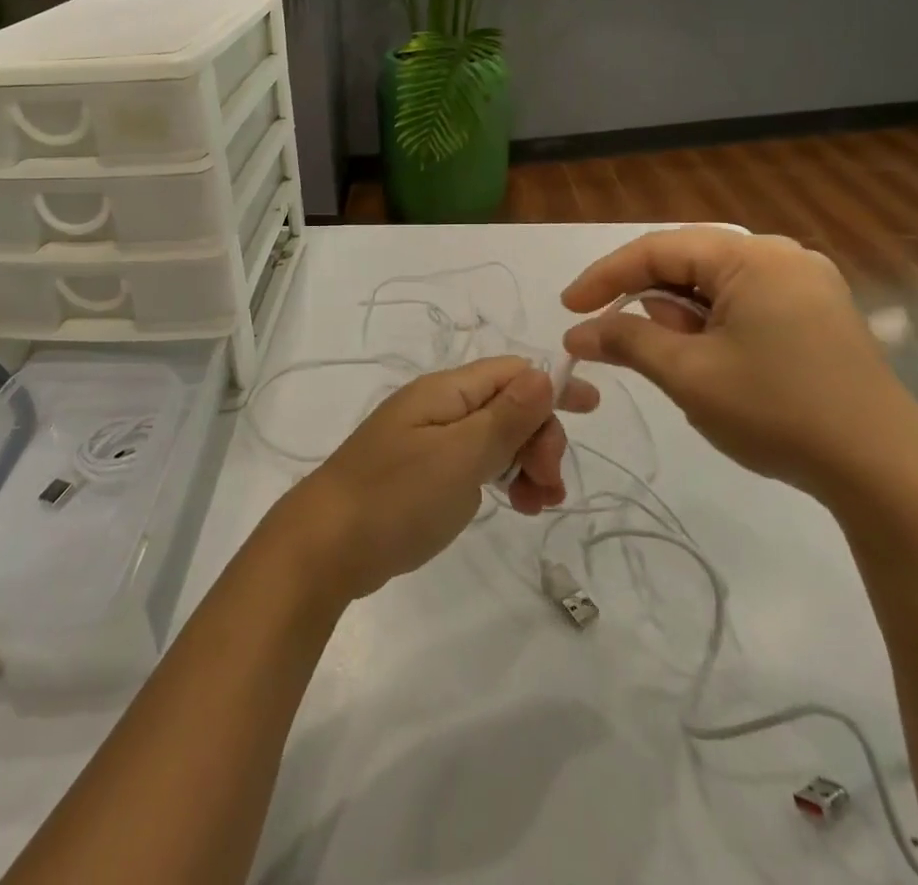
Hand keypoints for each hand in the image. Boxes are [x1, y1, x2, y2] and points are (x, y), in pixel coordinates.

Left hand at [270, 357, 600, 602]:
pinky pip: (475, 463)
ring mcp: (429, 440)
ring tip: (536, 505)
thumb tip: (544, 372)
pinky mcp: (423, 473)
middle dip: (539, 438)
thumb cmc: (397, 496)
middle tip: (550, 486)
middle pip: (507, 405)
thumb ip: (505, 416)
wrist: (326, 546)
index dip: (552, 386)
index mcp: (446, 391)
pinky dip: (501, 478)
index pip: (511, 372)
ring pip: (495, 437)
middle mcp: (438, 407)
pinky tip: (513, 505)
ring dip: (525, 463)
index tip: (591, 411)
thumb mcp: (460, 456)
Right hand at [561, 226, 917, 503]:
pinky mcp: (820, 315)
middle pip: (688, 264)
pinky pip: (746, 305)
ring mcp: (807, 285)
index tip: (569, 310)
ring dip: (680, 317)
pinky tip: (710, 361)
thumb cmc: (777, 411)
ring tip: (671, 361)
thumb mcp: (688, 375)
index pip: (657, 250)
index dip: (605, 277)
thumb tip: (578, 333)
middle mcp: (782, 256)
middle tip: (613, 337)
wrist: (886, 473)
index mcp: (752, 256)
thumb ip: (627, 341)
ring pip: (716, 287)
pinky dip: (713, 327)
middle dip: (645, 300)